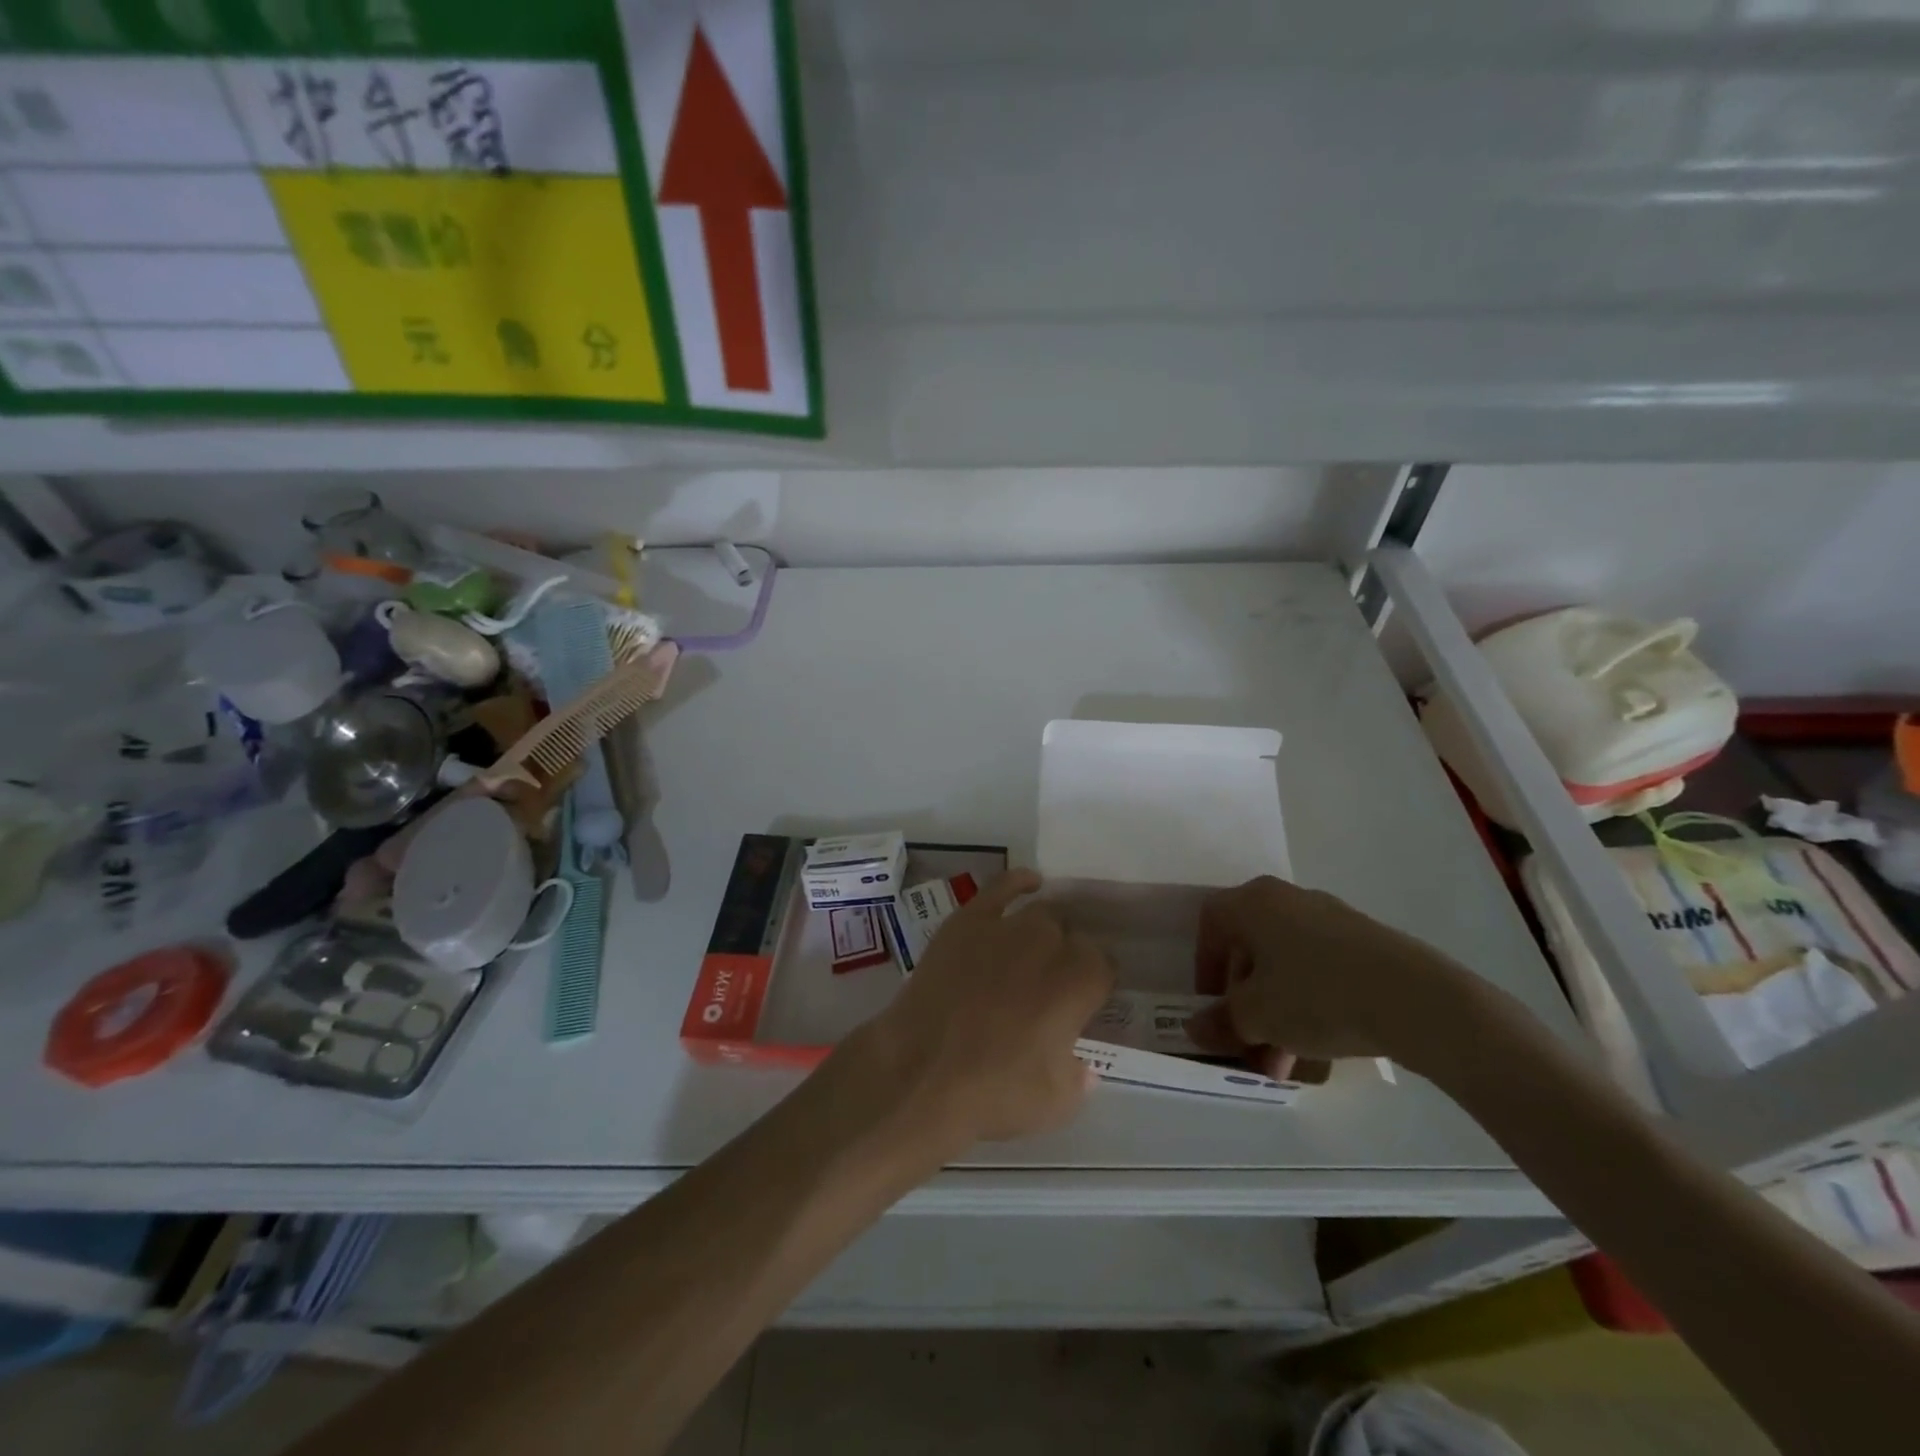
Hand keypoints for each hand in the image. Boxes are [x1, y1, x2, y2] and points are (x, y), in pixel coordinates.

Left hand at [853, 869, 1114, 1146]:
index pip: (1103, 966)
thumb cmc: (993, 1092)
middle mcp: (1049, 944)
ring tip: (1035, 951)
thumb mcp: (1056, 1104)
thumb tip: (1084, 1067)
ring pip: (1040, 914)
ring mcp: (1005, 927)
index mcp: (1079, 983)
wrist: (920, 1072)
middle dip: (1067, 957)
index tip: (1085, 1002)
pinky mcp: (966, 922)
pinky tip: (1029, 883)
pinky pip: (999, 888)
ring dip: (1044, 931)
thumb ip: (1078, 1079)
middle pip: (1071, 936)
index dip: (1094, 984)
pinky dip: (1018, 882)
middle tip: (1051, 987)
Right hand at [1185, 876, 1474, 1078]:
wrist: (1417, 1000)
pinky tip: (1319, 1048)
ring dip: (1277, 1012)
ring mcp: (1331, 919)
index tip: (1211, 1005)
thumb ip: (1220, 1021)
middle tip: (1248, 1043)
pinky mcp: (1366, 943)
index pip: (1210, 924)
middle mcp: (1288, 899)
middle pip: (1250, 949)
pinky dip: (1309, 1004)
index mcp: (1254, 902)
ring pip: (1286, 965)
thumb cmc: (1317, 995)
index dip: (1204, 966)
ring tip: (1284, 1063)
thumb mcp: (1257, 1016)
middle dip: (1244, 1002)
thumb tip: (1195, 1028)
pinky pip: (1320, 970)